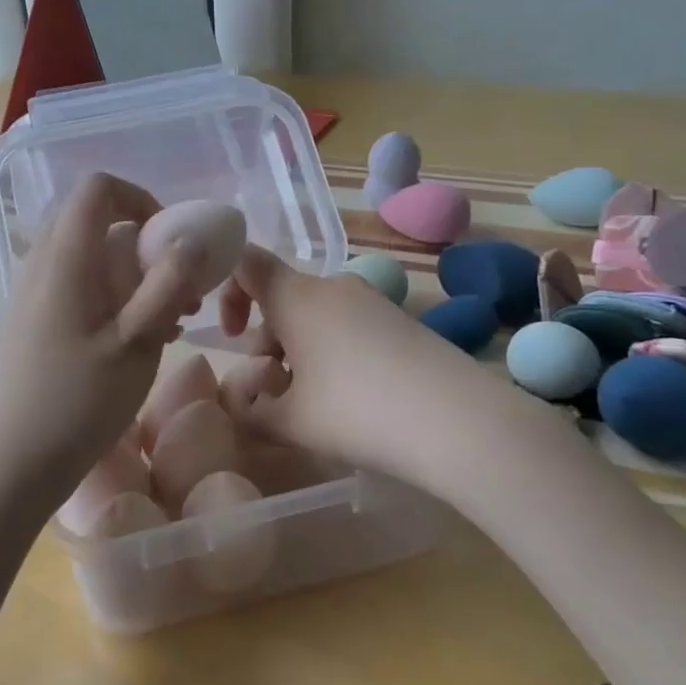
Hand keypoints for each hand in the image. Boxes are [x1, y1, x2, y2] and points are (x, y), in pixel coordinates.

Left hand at [0, 174, 203, 522]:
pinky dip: (115, 298)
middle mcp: (44, 264)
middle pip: (98, 222)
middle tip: (179, 289)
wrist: (10, 463)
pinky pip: (80, 286)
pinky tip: (138, 341)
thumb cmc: (77, 402)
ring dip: (135, 276)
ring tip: (169, 323)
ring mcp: (35, 293)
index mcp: (66, 257)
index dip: (141, 199)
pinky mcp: (35, 321)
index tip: (172, 241)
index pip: (99, 188)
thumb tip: (192, 239)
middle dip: (146, 245)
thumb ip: (168, 285)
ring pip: (92, 258)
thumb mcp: (136, 343)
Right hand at [218, 245, 477, 480]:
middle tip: (274, 389)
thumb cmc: (358, 413)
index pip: (245, 262)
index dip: (226, 290)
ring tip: (312, 402)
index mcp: (296, 297)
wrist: (460, 421)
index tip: (230, 335)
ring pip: (314, 314)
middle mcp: (332, 286)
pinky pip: (347, 325)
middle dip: (265, 339)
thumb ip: (249, 411)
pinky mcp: (399, 320)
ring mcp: (371, 300)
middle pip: (281, 297)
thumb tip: (240, 402)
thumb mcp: (290, 422)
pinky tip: (351, 398)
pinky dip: (332, 352)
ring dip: (298, 350)